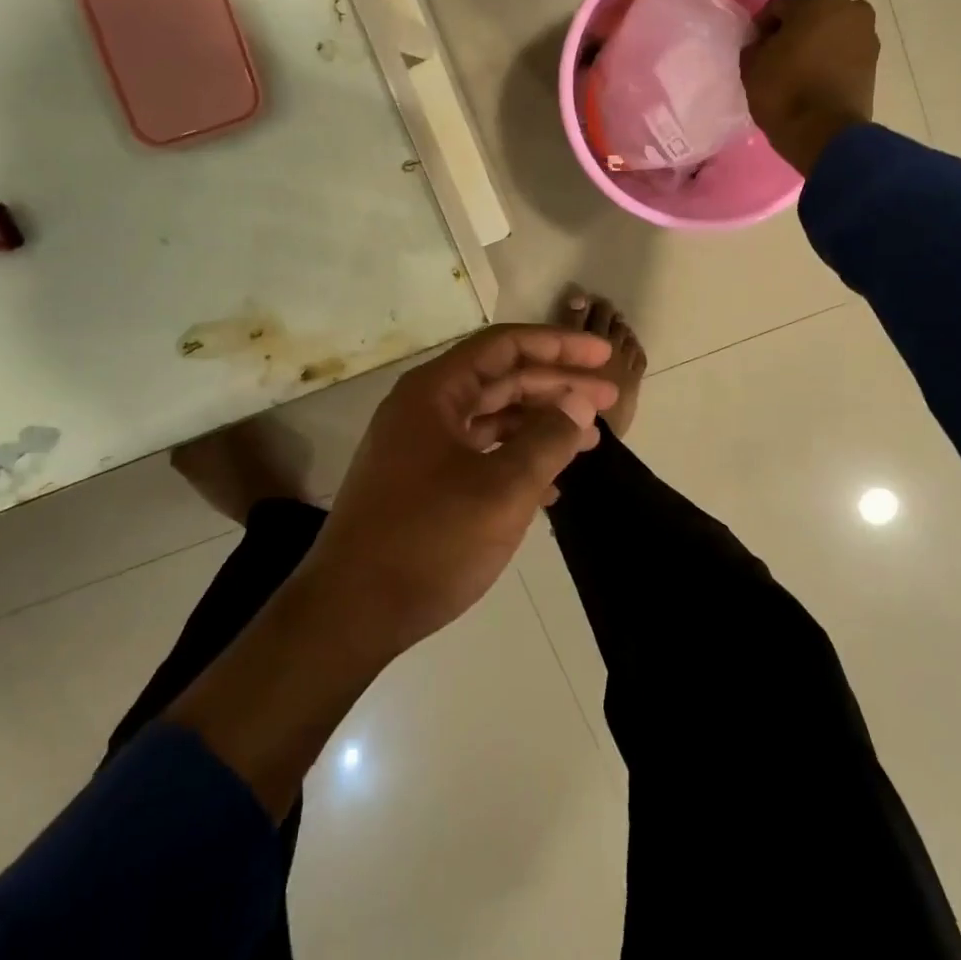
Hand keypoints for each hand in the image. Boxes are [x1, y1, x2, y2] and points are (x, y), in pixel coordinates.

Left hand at [300, 324, 620, 656]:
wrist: (350, 614)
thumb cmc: (429, 542)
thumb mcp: (502, 490)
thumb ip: (548, 440)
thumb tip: (580, 402)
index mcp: (434, 392)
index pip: (504, 346)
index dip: (558, 345)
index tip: (603, 356)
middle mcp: (424, 408)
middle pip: (501, 380)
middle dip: (557, 387)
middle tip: (610, 399)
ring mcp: (420, 446)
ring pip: (492, 418)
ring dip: (540, 425)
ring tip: (589, 441)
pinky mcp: (421, 482)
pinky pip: (478, 453)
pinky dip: (516, 459)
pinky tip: (552, 484)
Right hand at [739, 0, 879, 175]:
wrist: (824, 133)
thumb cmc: (784, 91)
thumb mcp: (752, 65)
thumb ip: (756, 44)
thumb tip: (764, 44)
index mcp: (817, 1)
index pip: (779, 4)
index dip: (761, 25)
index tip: (754, 49)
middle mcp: (849, 8)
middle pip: (810, 14)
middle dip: (792, 30)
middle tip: (775, 57)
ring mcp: (866, 34)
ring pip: (830, 32)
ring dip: (813, 44)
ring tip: (796, 71)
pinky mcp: (873, 61)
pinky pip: (842, 52)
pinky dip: (828, 59)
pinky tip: (813, 79)